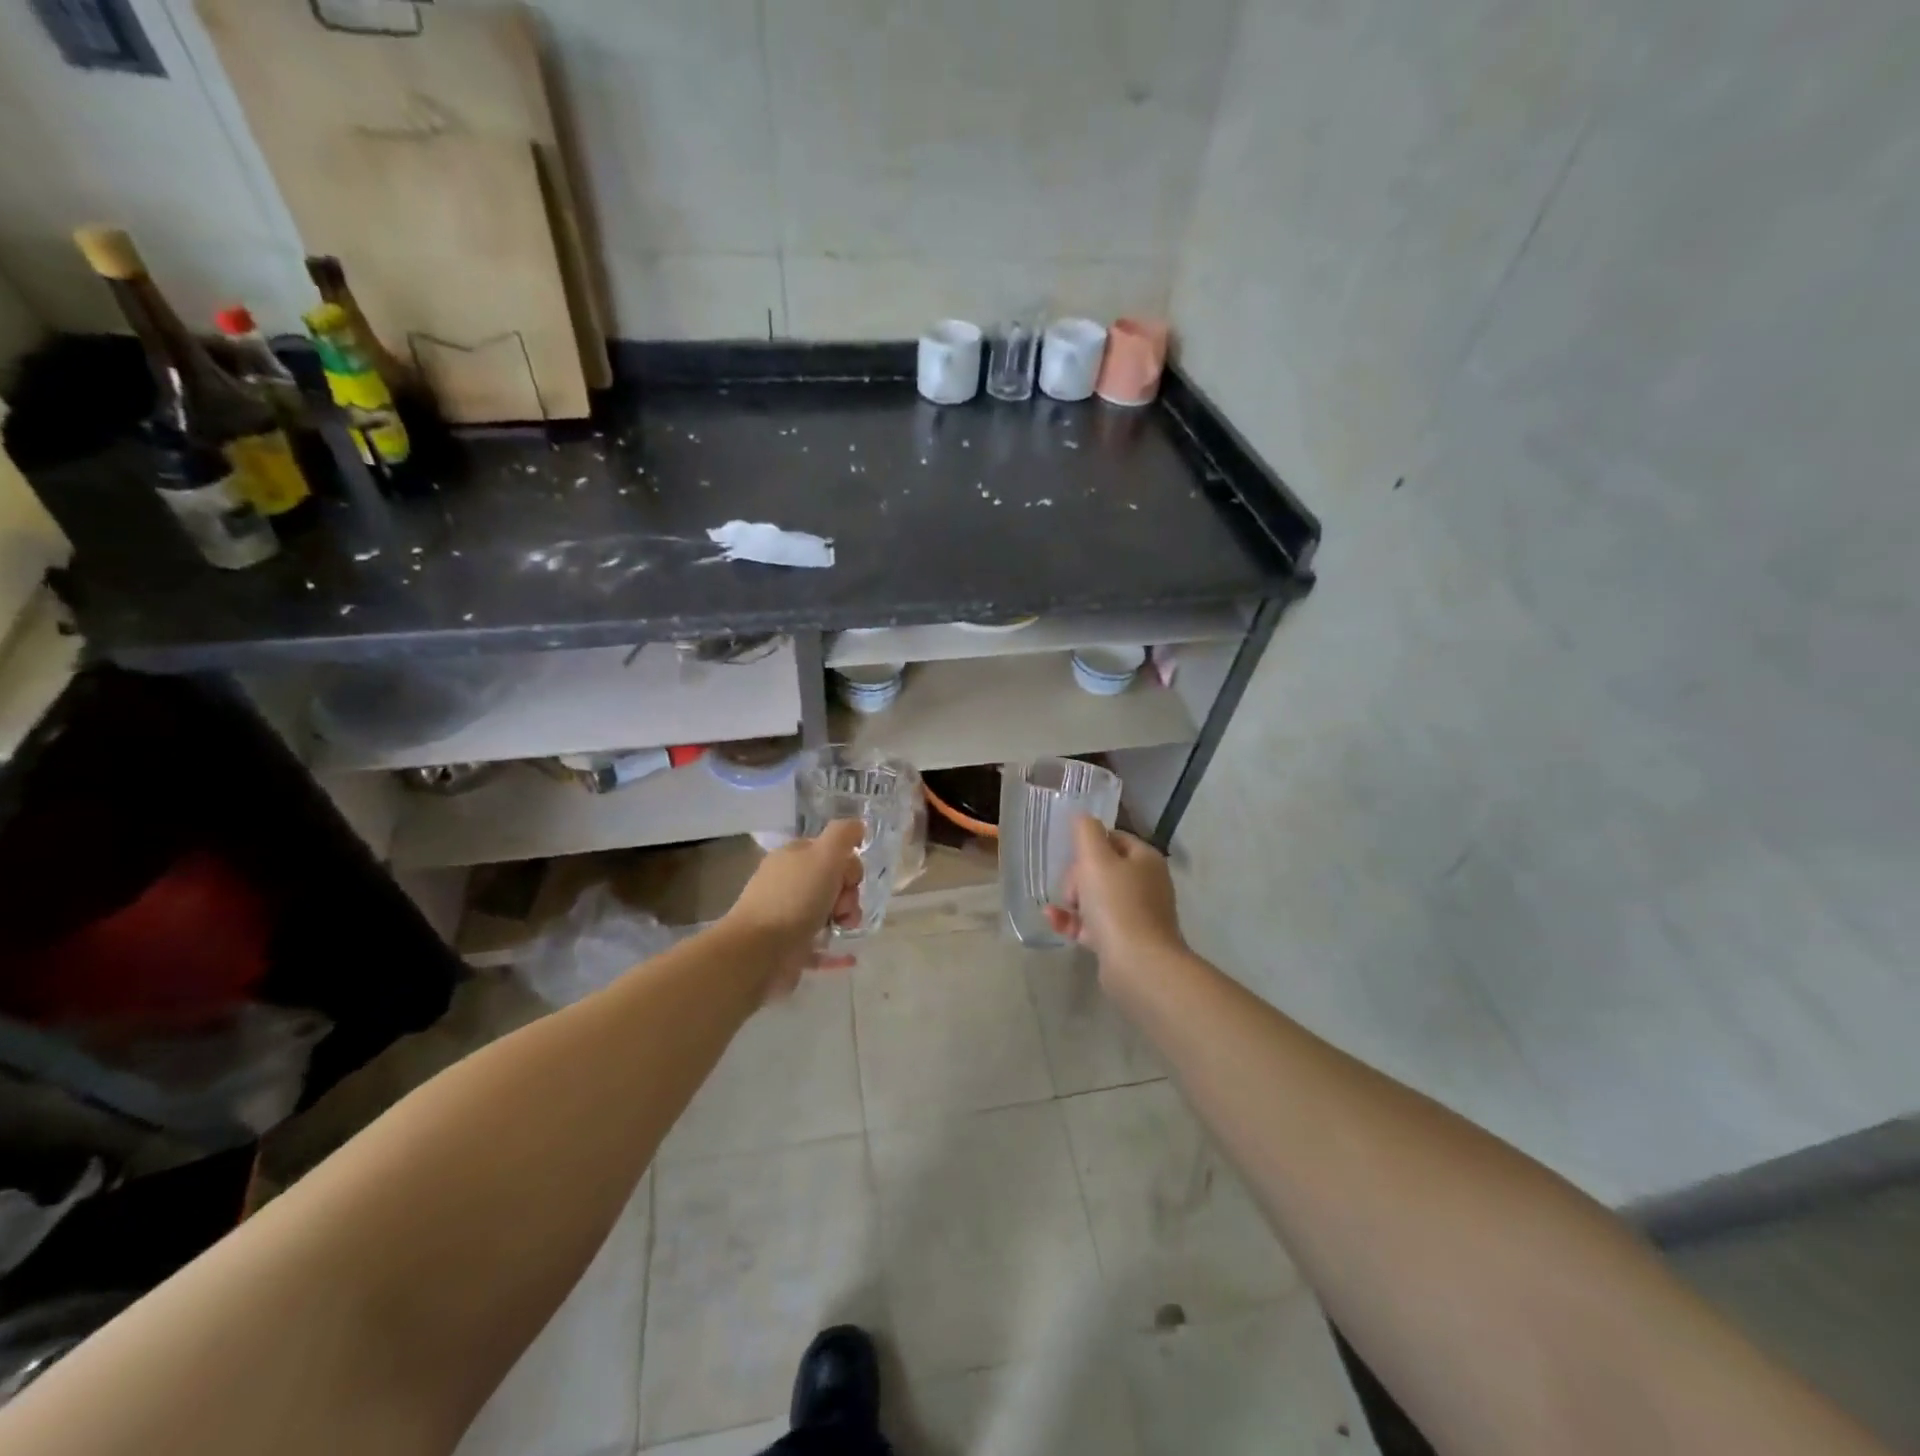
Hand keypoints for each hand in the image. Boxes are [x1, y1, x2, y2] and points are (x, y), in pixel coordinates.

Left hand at [724, 820, 865, 998]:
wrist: (758, 951)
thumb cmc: (794, 898)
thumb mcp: (824, 855)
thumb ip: (844, 835)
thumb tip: (858, 826)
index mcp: (794, 857)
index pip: (832, 852)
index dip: (848, 866)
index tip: (848, 880)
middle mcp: (789, 883)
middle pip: (834, 882)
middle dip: (848, 894)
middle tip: (842, 908)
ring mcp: (788, 916)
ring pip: (830, 913)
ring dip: (846, 919)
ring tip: (843, 929)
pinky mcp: (789, 947)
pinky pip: (821, 946)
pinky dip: (836, 950)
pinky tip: (848, 957)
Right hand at [1045, 817, 1187, 978]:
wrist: (1138, 964)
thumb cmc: (1117, 904)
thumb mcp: (1096, 859)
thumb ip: (1086, 832)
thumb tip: (1083, 817)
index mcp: (1145, 859)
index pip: (1113, 838)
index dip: (1088, 844)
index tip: (1071, 857)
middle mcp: (1146, 883)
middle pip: (1102, 868)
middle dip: (1078, 876)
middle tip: (1072, 890)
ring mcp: (1136, 914)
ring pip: (1096, 897)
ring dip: (1072, 899)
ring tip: (1062, 907)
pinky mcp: (1124, 940)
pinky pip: (1093, 924)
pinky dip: (1074, 921)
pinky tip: (1052, 919)